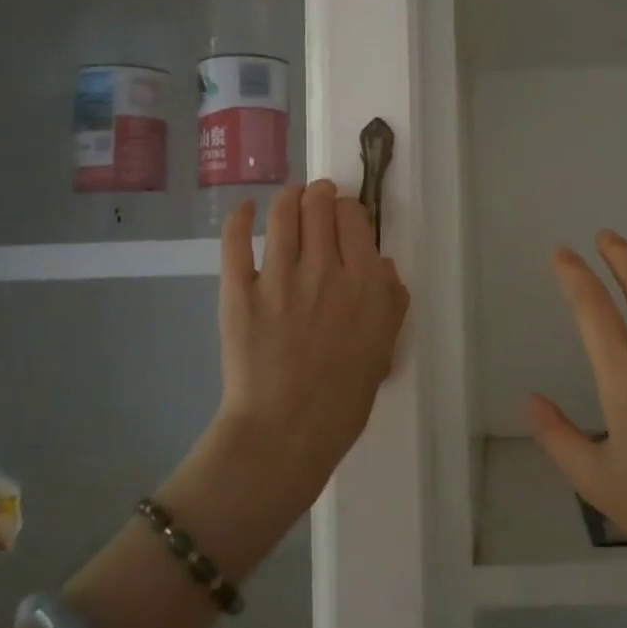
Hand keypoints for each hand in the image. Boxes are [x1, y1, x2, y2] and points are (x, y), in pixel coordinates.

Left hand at [209, 180, 410, 519]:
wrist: (286, 433)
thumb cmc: (344, 398)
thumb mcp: (385, 347)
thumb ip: (391, 300)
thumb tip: (381, 264)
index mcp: (365, 282)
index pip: (354, 219)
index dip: (349, 209)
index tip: (346, 216)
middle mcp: (325, 269)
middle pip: (320, 206)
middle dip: (320, 194)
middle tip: (318, 198)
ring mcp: (279, 277)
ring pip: (283, 213)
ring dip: (288, 196)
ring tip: (290, 196)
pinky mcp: (239, 291)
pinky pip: (236, 241)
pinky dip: (240, 217)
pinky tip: (246, 208)